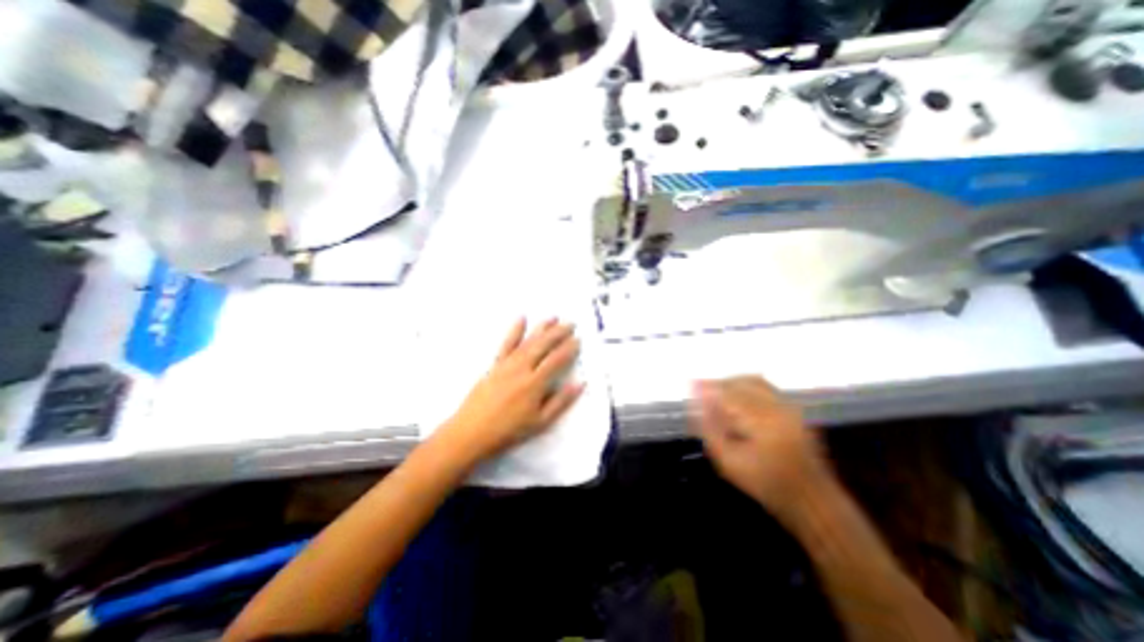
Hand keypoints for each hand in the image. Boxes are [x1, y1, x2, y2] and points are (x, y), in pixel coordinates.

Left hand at [437, 319, 583, 463]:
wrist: (471, 432)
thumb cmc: (508, 431)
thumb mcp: (540, 422)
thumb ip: (561, 401)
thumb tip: (580, 384)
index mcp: (535, 383)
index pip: (556, 360)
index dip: (569, 349)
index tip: (578, 340)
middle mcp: (522, 368)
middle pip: (543, 345)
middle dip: (559, 333)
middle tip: (571, 324)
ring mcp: (507, 364)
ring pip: (528, 341)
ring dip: (542, 328)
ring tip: (553, 317)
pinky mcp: (495, 364)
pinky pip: (506, 344)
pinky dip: (515, 331)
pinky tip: (521, 319)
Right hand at [692, 380, 837, 519]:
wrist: (812, 500)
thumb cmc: (766, 484)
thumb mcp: (728, 462)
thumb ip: (710, 429)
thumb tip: (696, 404)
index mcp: (761, 420)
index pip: (727, 393)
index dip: (707, 387)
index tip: (690, 384)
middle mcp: (777, 407)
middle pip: (741, 382)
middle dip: (719, 383)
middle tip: (701, 389)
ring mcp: (789, 407)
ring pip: (755, 381)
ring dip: (733, 382)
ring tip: (717, 391)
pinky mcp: (795, 410)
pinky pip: (767, 387)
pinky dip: (748, 385)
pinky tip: (738, 398)